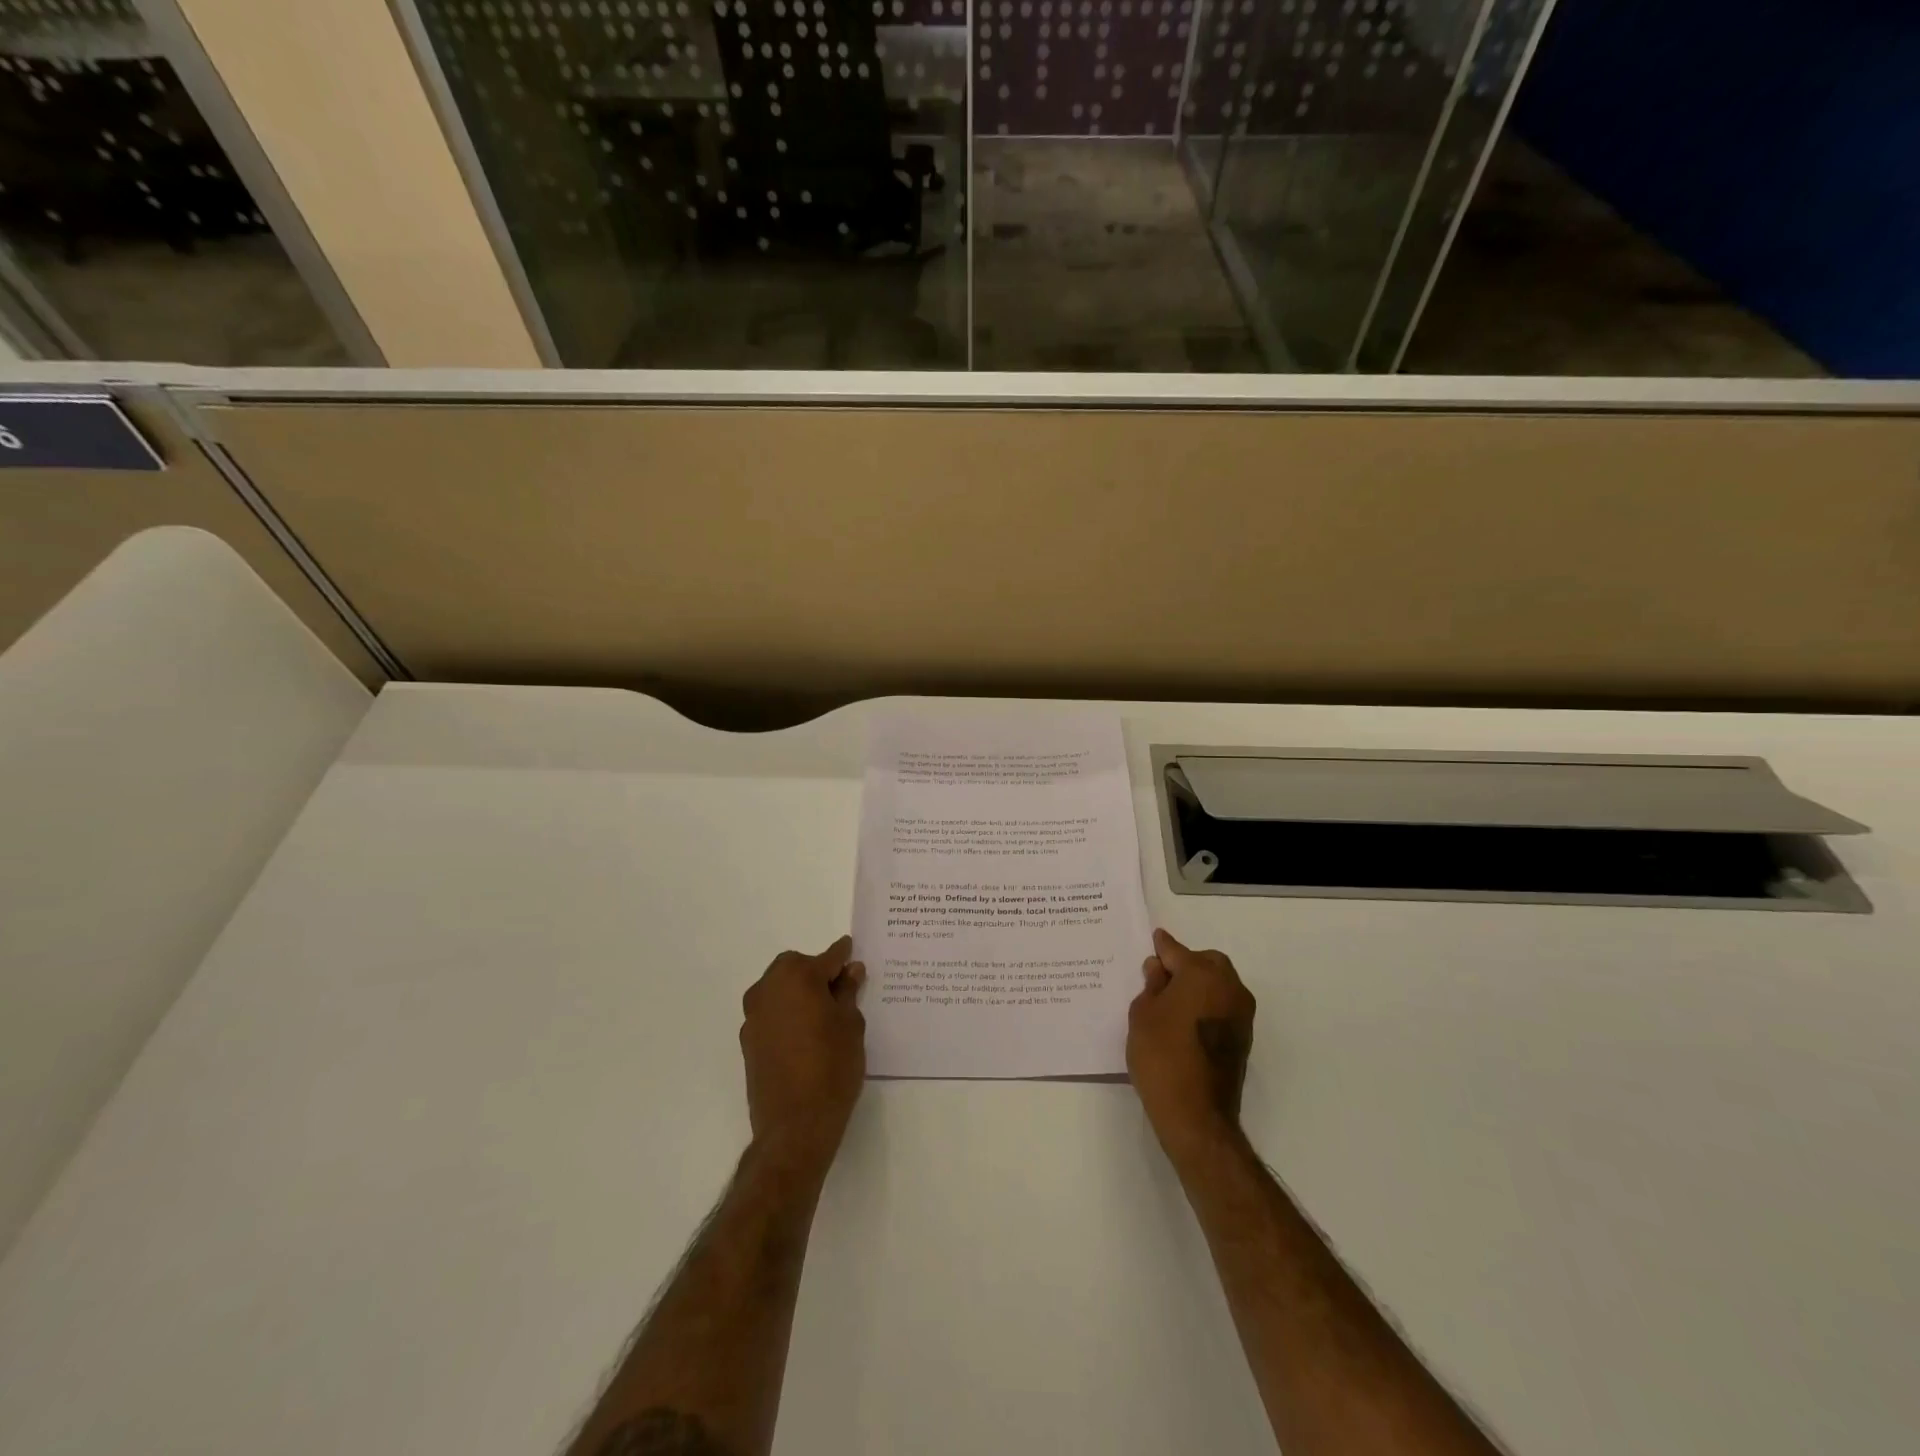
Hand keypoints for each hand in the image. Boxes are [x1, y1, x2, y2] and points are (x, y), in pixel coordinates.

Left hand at [740, 935, 866, 1179]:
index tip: (853, 954)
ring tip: (822, 1014)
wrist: (795, 1125)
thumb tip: (850, 971)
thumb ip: (848, 992)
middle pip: (795, 967)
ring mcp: (754, 1015)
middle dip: (816, 972)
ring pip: (779, 988)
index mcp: (798, 977)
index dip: (843, 956)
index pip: (827, 957)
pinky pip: (770, 1012)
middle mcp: (769, 988)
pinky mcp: (747, 1040)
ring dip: (798, 992)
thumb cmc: (832, 1067)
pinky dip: (786, 1013)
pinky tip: (804, 1034)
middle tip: (839, 990)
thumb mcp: (851, 1025)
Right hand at [1128, 929, 1256, 1168]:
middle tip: (1161, 977)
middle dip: (1186, 963)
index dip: (1161, 947)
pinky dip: (1207, 1004)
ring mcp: (1241, 1013)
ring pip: (1220, 983)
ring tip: (1172, 999)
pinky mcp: (1244, 1037)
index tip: (1154, 941)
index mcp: (1202, 974)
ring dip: (1199, 984)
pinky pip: (1224, 1005)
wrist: (1196, 1115)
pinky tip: (1186, 1019)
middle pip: (1207, 962)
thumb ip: (1152, 985)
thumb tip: (1159, 969)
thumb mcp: (1142, 1014)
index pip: (1176, 950)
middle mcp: (1229, 987)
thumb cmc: (1162, 1057)